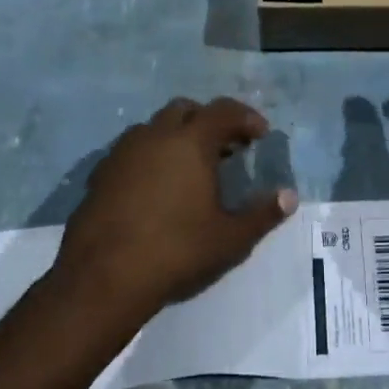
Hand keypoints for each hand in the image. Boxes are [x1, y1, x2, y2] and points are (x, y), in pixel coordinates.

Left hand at [55, 96, 296, 319]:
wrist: (102, 278)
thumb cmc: (176, 251)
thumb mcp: (230, 238)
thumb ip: (263, 214)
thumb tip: (289, 196)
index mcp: (190, 142)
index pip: (223, 110)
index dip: (246, 117)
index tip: (260, 136)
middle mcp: (155, 135)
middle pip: (185, 109)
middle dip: (208, 121)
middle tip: (225, 149)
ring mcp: (122, 152)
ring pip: (154, 127)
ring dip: (176, 136)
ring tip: (190, 168)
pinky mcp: (100, 173)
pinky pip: (131, 151)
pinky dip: (150, 156)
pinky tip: (155, 188)